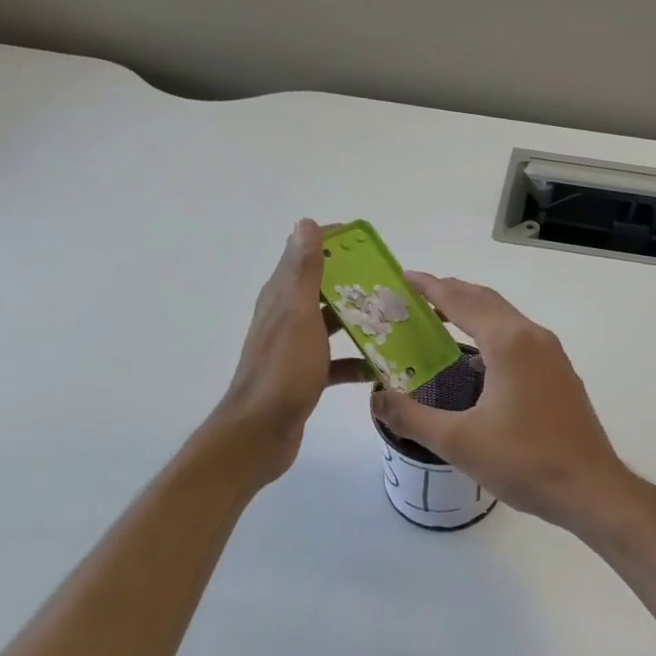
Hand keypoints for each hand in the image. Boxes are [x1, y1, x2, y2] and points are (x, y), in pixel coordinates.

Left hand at [212, 220, 369, 484]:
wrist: (260, 432)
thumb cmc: (283, 371)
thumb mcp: (298, 315)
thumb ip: (304, 271)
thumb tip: (305, 223)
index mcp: (282, 296)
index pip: (306, 254)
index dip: (335, 243)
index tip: (369, 244)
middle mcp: (286, 317)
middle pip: (324, 288)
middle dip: (356, 282)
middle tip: (393, 284)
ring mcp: (296, 348)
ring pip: (332, 323)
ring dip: (360, 320)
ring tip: (396, 320)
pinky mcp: (306, 375)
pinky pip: (337, 361)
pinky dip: (357, 361)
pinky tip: (381, 368)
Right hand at [371, 274, 638, 532]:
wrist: (590, 488)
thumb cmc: (524, 461)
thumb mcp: (458, 441)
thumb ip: (411, 417)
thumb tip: (377, 399)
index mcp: (508, 342)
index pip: (460, 300)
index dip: (429, 287)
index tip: (403, 277)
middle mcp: (533, 337)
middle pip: (485, 301)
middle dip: (450, 293)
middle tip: (415, 297)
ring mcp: (552, 355)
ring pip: (506, 318)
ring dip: (473, 312)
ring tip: (440, 319)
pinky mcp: (560, 374)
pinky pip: (519, 338)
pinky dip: (491, 333)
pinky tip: (477, 358)